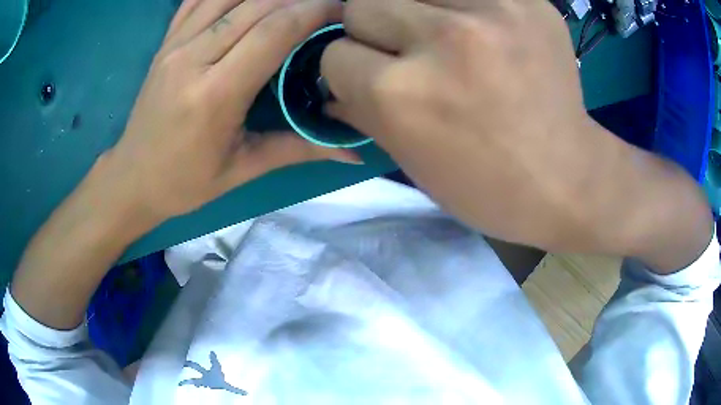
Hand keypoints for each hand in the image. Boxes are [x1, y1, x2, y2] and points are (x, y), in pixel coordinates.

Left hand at [105, 0, 354, 219]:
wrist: (132, 178)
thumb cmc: (184, 182)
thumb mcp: (242, 170)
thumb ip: (299, 149)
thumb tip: (353, 153)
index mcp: (214, 95)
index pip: (274, 31)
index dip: (315, 11)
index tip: (342, 12)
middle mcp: (192, 58)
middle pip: (257, 4)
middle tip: (327, 6)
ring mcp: (174, 45)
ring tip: (293, 1)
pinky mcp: (165, 42)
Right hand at [321, 0, 712, 267]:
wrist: (577, 184)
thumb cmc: (494, 187)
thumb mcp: (414, 161)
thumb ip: (365, 109)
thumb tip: (334, 77)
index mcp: (416, 96)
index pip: (337, 55)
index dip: (343, 67)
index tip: (358, 77)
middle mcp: (450, 40)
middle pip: (362, 6)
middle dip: (365, 30)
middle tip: (390, 51)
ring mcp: (493, 11)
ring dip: (399, 10)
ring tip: (425, 36)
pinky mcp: (526, 0)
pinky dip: (440, 1)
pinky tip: (459, 24)